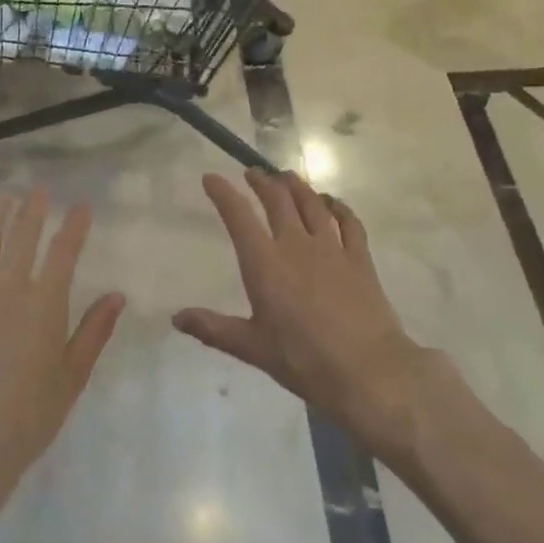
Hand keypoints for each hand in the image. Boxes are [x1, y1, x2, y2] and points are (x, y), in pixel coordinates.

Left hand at [0, 190, 125, 513]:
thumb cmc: (28, 414)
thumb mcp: (72, 375)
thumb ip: (93, 331)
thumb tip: (117, 295)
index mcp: (45, 303)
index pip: (64, 251)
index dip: (74, 226)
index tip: (81, 206)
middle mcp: (8, 289)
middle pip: (21, 237)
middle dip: (32, 209)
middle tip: (38, 190)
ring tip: (1, 197)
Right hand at [174, 170, 430, 457]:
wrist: (367, 369)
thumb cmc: (303, 360)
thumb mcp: (252, 347)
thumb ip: (213, 329)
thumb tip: (176, 318)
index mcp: (265, 263)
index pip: (239, 217)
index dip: (223, 194)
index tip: (211, 178)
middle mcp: (296, 245)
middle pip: (278, 200)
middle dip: (262, 182)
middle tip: (253, 173)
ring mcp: (332, 248)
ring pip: (312, 204)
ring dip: (297, 186)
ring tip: (287, 177)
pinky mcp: (359, 258)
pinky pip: (349, 222)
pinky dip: (338, 207)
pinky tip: (333, 203)